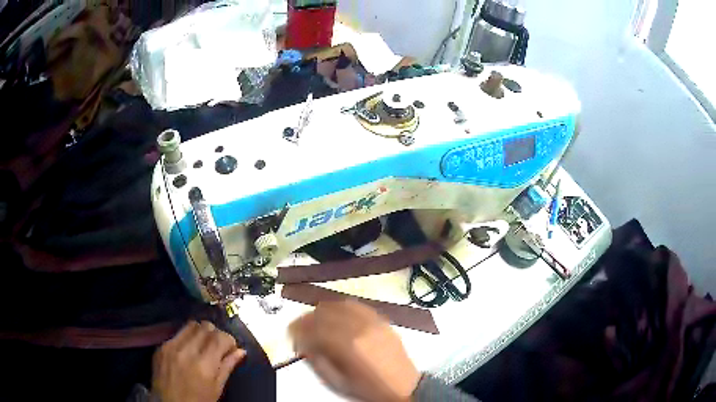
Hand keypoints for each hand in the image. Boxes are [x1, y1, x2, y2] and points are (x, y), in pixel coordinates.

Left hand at [152, 321, 245, 401]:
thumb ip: (227, 367)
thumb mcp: (217, 389)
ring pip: (191, 325)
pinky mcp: (161, 346)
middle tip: (218, 346)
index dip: (229, 340)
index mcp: (204, 365)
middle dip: (215, 334)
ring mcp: (171, 346)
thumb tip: (240, 351)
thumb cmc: (198, 401)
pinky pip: (177, 334)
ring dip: (201, 332)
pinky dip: (186, 338)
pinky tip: (188, 351)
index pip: (220, 337)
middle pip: (206, 327)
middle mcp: (186, 351)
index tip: (230, 348)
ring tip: (203, 345)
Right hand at [289, 300, 420, 401]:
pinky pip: (358, 306)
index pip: (314, 328)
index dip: (298, 329)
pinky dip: (342, 307)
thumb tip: (302, 343)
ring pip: (340, 305)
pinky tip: (336, 314)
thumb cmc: (368, 389)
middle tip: (300, 328)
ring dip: (323, 310)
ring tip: (315, 320)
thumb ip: (316, 361)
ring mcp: (373, 322)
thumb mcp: (337, 382)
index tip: (291, 333)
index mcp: (347, 346)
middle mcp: (360, 328)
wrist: (403, 387)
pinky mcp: (383, 321)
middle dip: (307, 318)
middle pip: (325, 312)